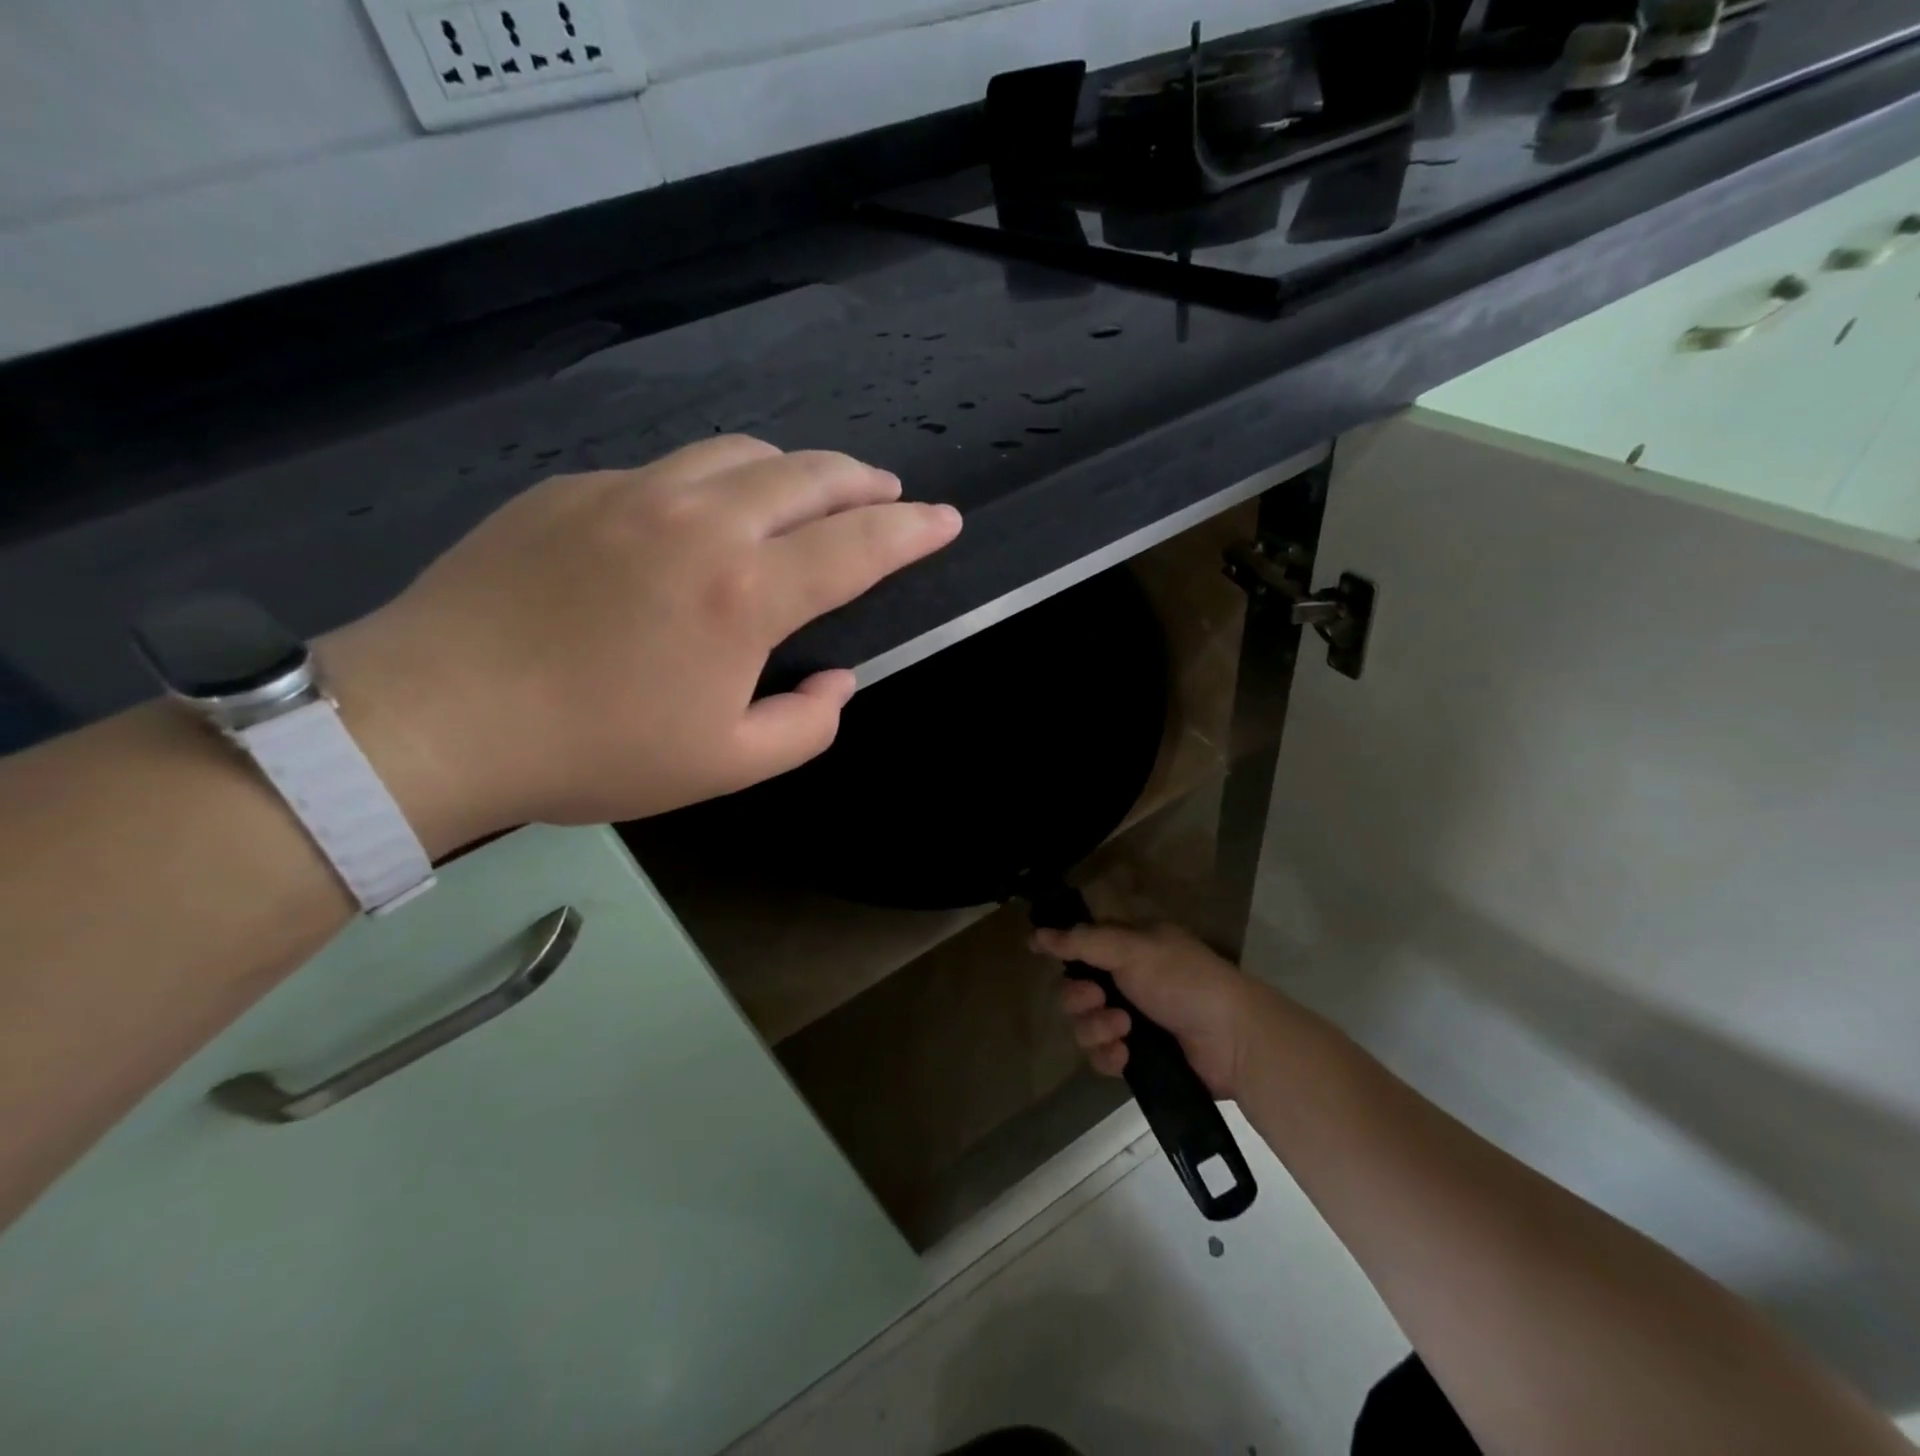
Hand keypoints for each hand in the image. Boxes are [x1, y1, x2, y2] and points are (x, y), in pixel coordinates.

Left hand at [322, 436, 960, 851]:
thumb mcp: (726, 766)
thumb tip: (835, 680)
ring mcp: (630, 494)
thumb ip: (805, 724)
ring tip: (809, 493)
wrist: (434, 717)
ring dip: (793, 470)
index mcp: (744, 593)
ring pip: (739, 453)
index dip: (913, 531)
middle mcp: (699, 521)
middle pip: (807, 475)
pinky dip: (713, 484)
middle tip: (888, 494)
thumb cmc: (594, 751)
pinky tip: (700, 519)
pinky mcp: (572, 490)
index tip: (945, 519)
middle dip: (863, 481)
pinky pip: (667, 470)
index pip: (858, 546)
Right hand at [1037, 922, 1267, 1100]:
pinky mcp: (1139, 1057)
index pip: (1083, 943)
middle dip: (1079, 996)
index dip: (1061, 948)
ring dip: (1095, 1028)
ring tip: (1122, 1031)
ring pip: (1085, 1025)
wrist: (1233, 1041)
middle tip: (1097, 998)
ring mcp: (1133, 1020)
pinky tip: (1124, 1055)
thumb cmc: (1184, 981)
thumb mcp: (1134, 950)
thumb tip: (1037, 933)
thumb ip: (1083, 942)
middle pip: (1075, 988)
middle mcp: (1128, 981)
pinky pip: (1102, 1055)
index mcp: (1130, 947)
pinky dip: (1109, 1055)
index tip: (1036, 950)